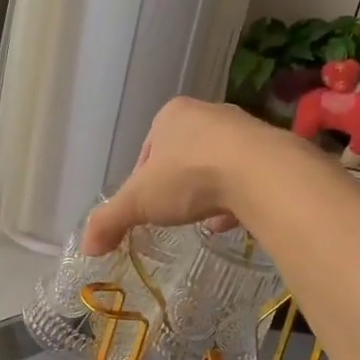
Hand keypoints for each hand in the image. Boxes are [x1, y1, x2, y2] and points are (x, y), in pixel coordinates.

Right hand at [80, 98, 282, 255]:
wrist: (261, 174)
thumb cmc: (189, 177)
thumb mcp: (139, 202)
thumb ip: (110, 221)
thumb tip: (87, 246)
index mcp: (172, 114)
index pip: (149, 149)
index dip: (143, 179)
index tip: (146, 205)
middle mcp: (209, 114)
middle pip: (184, 154)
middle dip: (178, 184)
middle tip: (175, 212)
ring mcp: (245, 130)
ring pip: (217, 164)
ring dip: (208, 190)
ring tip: (204, 219)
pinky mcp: (273, 151)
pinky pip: (247, 176)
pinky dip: (237, 197)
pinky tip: (232, 220)